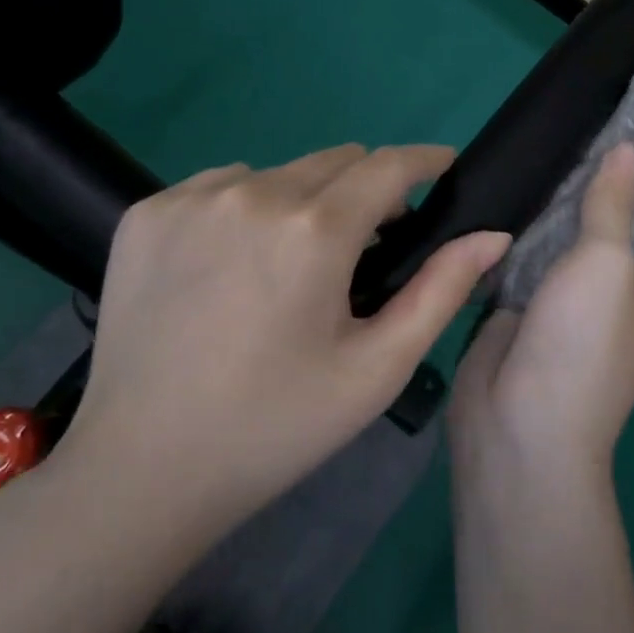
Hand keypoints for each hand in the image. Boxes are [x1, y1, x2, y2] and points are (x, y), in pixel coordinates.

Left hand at [56, 145, 510, 545]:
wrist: (140, 472)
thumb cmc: (275, 426)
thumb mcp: (375, 369)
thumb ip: (441, 291)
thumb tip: (493, 234)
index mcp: (314, 231)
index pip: (388, 164)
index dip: (425, 160)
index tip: (443, 168)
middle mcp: (253, 194)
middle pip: (336, 162)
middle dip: (365, 191)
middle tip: (365, 248)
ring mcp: (191, 199)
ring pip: (279, 173)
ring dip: (303, 201)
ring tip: (291, 265)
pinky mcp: (147, 212)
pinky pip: (221, 186)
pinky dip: (245, 209)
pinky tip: (232, 266)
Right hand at [451, 135, 633, 474]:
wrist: (518, 426)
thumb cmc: (582, 345)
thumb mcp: (606, 266)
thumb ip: (613, 203)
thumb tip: (624, 151)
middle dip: (632, 171)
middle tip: (607, 122)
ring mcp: (591, 293)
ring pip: (598, 227)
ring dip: (589, 189)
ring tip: (571, 142)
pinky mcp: (547, 296)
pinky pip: (556, 243)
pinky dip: (551, 213)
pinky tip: (535, 181)